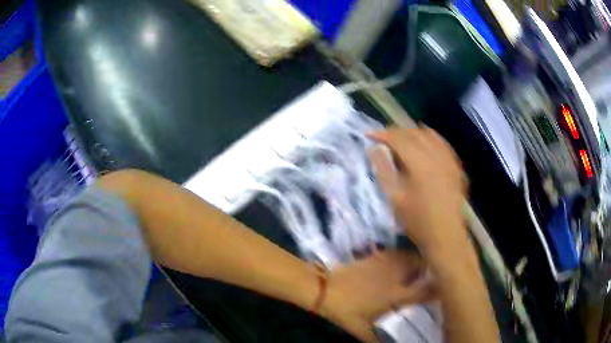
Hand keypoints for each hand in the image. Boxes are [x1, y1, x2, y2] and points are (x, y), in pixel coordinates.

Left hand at [320, 250, 434, 341]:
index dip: (438, 289)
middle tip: (432, 275)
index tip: (445, 288)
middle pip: (421, 266)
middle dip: (430, 269)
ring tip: (419, 267)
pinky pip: (395, 253)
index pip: (425, 291)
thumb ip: (376, 338)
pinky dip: (402, 256)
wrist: (323, 290)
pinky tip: (398, 263)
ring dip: (417, 260)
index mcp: (396, 295)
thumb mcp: (361, 329)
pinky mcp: (375, 257)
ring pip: (409, 256)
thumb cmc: (345, 312)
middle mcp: (395, 276)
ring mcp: (385, 263)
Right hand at [368, 126, 466, 254]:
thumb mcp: (395, 198)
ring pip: (429, 135)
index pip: (399, 138)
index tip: (369, 135)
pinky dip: (430, 138)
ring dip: (412, 133)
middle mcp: (436, 155)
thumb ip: (383, 169)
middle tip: (382, 138)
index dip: (382, 134)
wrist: (445, 235)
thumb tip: (373, 148)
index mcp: (420, 163)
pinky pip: (442, 143)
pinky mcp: (455, 166)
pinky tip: (425, 143)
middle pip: (414, 133)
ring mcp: (448, 160)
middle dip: (396, 132)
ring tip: (401, 139)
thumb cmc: (417, 221)